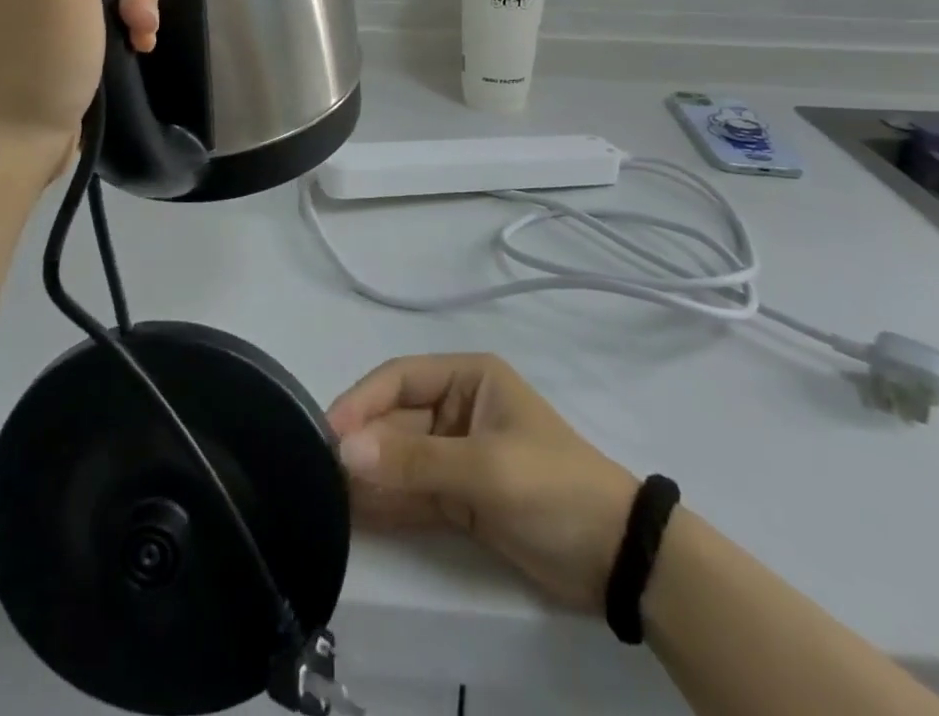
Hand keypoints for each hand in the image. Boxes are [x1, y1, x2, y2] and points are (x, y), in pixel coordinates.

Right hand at [328, 354, 639, 608]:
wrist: (618, 560)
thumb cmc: (553, 488)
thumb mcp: (485, 469)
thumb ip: (414, 462)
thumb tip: (346, 450)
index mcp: (467, 377)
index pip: (400, 378)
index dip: (361, 401)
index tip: (325, 431)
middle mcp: (456, 408)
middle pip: (395, 419)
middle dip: (361, 443)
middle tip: (319, 471)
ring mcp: (457, 454)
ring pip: (399, 458)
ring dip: (368, 474)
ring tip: (325, 494)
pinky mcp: (459, 497)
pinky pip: (412, 492)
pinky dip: (387, 502)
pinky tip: (354, 514)